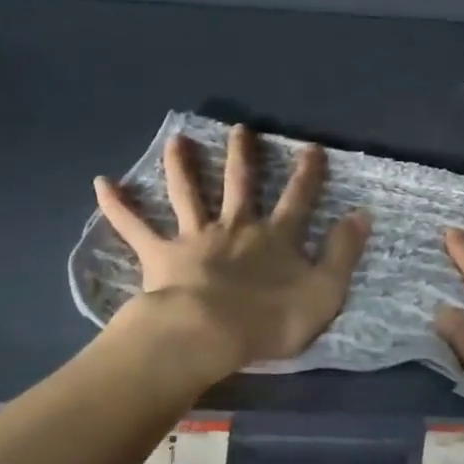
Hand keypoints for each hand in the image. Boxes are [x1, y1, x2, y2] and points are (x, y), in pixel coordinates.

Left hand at [94, 125, 369, 371]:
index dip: (308, 173)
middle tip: (240, 128)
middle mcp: (236, 227)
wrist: (208, 335)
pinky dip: (118, 205)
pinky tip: (100, 182)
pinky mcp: (161, 254)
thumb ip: (343, 253)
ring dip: (182, 165)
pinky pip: (135, 226)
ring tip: (176, 139)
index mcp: (275, 237)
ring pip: (188, 193)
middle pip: (240, 184)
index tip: (312, 147)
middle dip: (243, 155)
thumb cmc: (269, 320)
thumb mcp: (324, 292)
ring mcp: (196, 237)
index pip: (298, 198)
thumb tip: (362, 214)